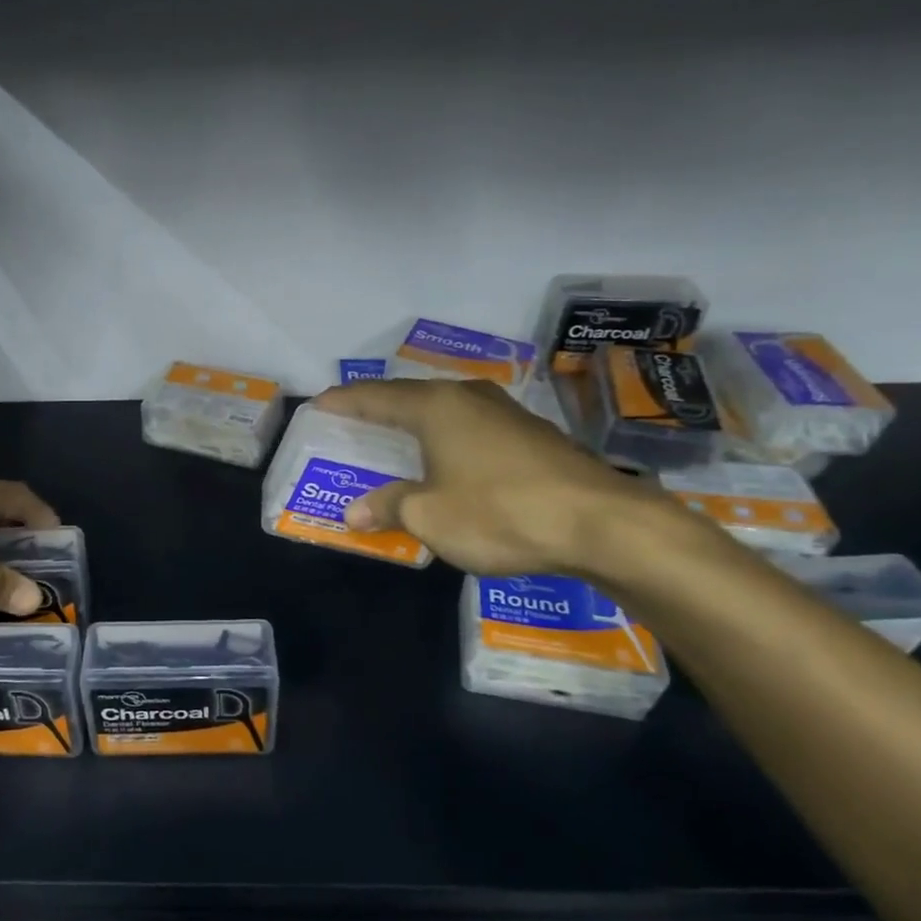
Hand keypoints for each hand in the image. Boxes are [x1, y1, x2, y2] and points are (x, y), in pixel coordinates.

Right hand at [314, 379, 662, 576]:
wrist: (602, 524)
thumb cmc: (500, 512)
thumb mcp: (430, 517)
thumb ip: (389, 507)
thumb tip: (354, 512)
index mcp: (437, 407)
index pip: (376, 397)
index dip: (344, 401)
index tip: (319, 405)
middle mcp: (469, 399)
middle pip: (412, 396)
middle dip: (380, 407)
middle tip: (354, 419)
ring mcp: (506, 415)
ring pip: (447, 410)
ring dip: (418, 422)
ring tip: (397, 435)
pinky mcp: (533, 437)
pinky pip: (472, 428)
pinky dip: (448, 438)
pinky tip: (450, 457)